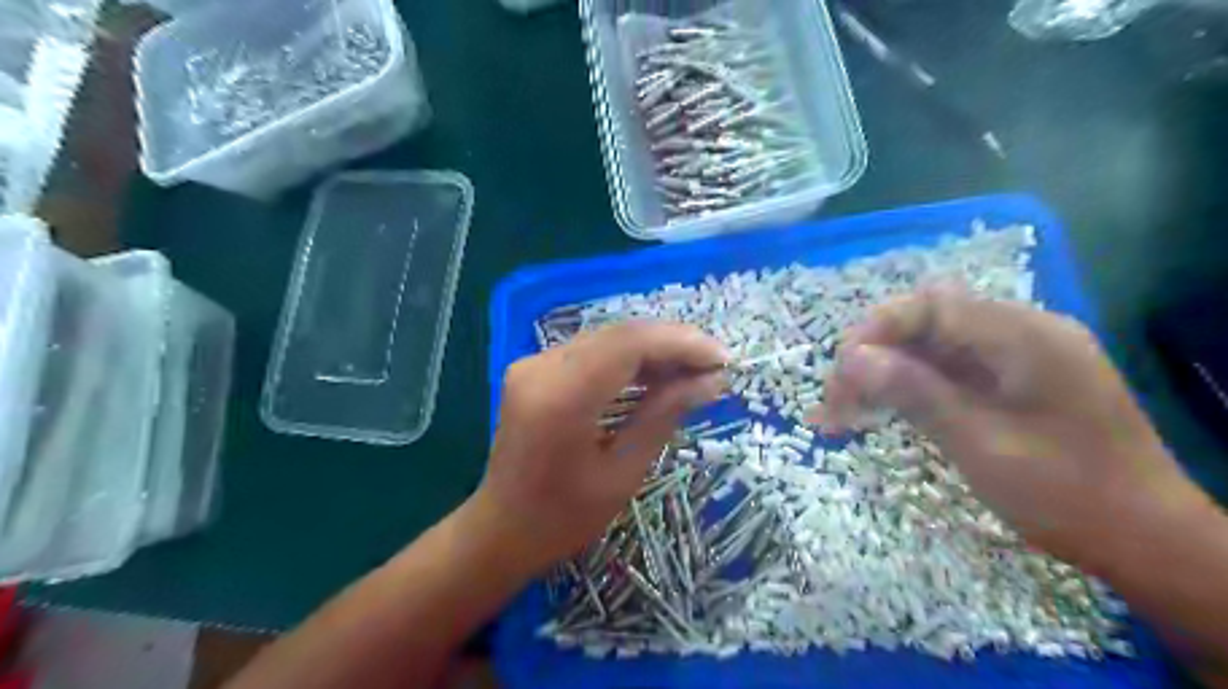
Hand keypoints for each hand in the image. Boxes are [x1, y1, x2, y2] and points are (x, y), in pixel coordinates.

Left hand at [471, 320, 721, 576]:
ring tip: (694, 371)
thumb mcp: (624, 472)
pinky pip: (592, 351)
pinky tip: (656, 375)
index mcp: (561, 397)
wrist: (501, 529)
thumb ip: (664, 414)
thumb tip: (712, 380)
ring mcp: (533, 364)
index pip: (630, 344)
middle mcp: (541, 367)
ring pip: (607, 339)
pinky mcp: (534, 369)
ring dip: (653, 349)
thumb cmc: (564, 517)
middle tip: (715, 365)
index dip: (681, 344)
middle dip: (673, 344)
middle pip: (619, 334)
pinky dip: (628, 359)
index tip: (723, 359)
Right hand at [813, 287, 1206, 567]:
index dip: (877, 329)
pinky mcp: (1004, 385)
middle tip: (835, 401)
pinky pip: (943, 374)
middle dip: (873, 356)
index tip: (840, 370)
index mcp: (1024, 336)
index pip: (934, 306)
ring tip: (839, 415)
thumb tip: (850, 357)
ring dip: (881, 376)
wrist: (1145, 542)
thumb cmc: (1067, 494)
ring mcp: (1011, 361)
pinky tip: (874, 414)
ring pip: (927, 350)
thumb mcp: (980, 443)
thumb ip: (915, 392)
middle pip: (925, 325)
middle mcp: (1018, 335)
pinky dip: (905, 391)